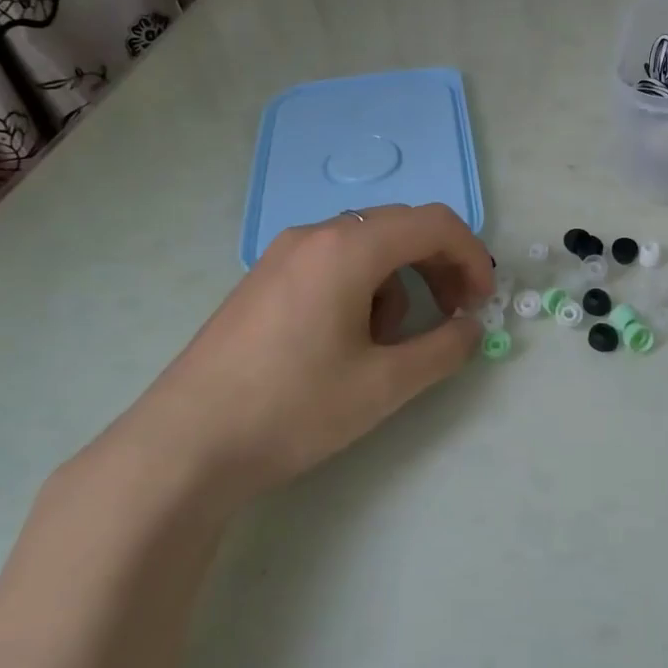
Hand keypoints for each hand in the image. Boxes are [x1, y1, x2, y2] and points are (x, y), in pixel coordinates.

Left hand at [121, 203, 491, 504]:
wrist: (186, 444)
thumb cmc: (294, 408)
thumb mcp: (384, 384)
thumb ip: (444, 349)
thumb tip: (471, 328)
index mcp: (348, 248)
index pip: (433, 223)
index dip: (471, 256)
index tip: (481, 302)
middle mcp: (315, 235)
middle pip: (400, 228)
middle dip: (438, 266)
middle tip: (454, 315)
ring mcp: (283, 254)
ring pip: (366, 246)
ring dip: (399, 281)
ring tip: (390, 341)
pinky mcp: (264, 279)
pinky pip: (332, 262)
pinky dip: (362, 287)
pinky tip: (346, 340)